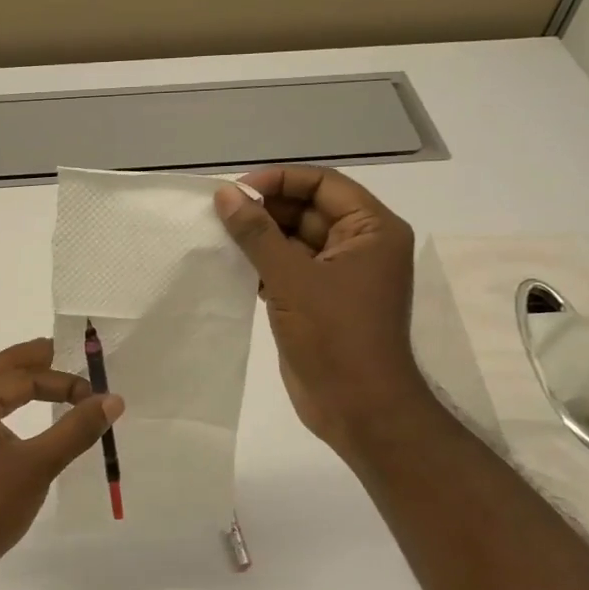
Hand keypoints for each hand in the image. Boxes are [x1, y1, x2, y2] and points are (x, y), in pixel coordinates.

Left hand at [0, 337, 123, 589]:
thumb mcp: (37, 465)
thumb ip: (76, 429)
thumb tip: (113, 399)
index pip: (22, 376)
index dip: (62, 380)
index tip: (96, 394)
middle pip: (2, 375)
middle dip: (38, 366)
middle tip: (71, 356)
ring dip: (26, 391)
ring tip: (58, 387)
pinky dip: (15, 416)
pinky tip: (33, 427)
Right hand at [214, 166, 431, 457]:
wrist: (358, 408)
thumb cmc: (335, 336)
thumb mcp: (292, 278)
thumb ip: (256, 233)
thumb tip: (225, 195)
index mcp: (372, 229)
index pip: (323, 184)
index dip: (279, 181)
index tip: (236, 191)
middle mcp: (360, 245)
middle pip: (307, 209)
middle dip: (265, 209)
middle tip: (218, 213)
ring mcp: (339, 274)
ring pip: (293, 240)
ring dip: (259, 237)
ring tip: (217, 235)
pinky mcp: (319, 300)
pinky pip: (288, 268)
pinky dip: (261, 264)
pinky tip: (228, 264)